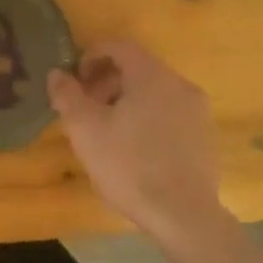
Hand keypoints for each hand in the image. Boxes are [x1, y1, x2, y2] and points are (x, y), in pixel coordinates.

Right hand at [47, 41, 224, 238]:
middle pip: (138, 69)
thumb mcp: (85, 129)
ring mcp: (197, 112)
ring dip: (127, 102)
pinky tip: (134, 150)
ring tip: (107, 131)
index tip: (76, 79)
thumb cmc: (129, 165)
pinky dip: (148, 119)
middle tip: (86, 108)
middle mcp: (179, 84)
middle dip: (107, 82)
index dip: (92, 56)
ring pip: (155, 93)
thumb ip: (67, 95)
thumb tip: (57, 73)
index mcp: (152, 75)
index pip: (120, 46)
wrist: (184, 216)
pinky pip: (170, 114)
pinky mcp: (204, 138)